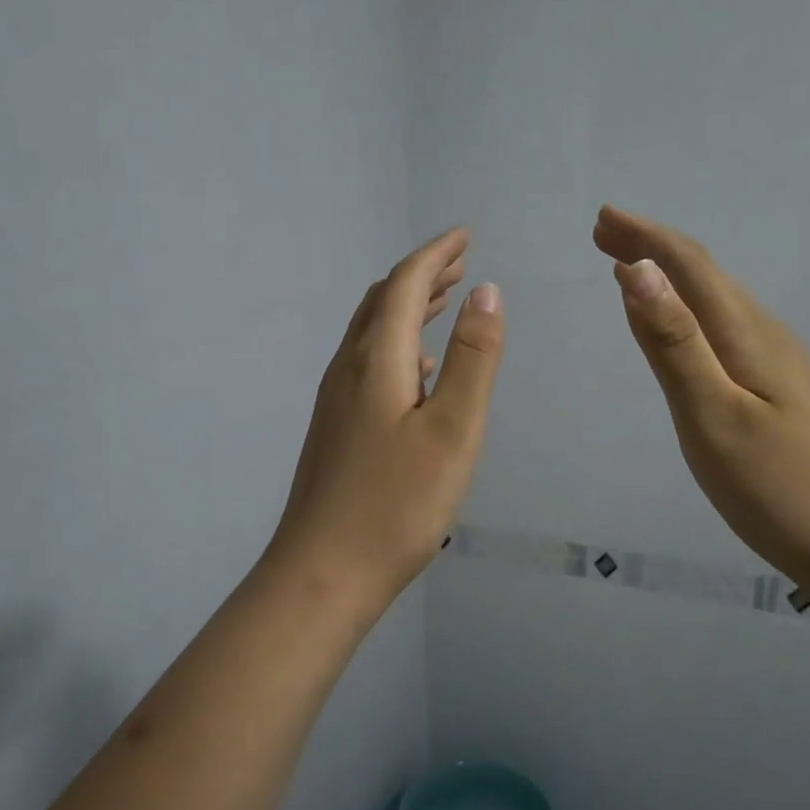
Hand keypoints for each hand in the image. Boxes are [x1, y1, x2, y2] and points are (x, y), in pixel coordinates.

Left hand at [269, 227, 504, 620]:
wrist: (323, 572)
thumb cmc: (396, 503)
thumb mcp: (452, 428)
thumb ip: (472, 358)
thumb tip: (486, 292)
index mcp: (376, 359)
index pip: (404, 284)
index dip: (436, 255)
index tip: (465, 236)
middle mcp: (347, 369)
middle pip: (381, 303)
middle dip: (421, 276)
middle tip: (459, 263)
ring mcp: (335, 401)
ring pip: (371, 334)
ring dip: (407, 308)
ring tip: (443, 301)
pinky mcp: (334, 429)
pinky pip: (366, 364)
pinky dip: (396, 345)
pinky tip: (416, 369)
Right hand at [593, 205, 809, 586]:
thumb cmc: (776, 485)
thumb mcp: (711, 415)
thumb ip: (673, 343)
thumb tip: (636, 269)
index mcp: (746, 335)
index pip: (690, 267)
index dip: (644, 238)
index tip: (601, 219)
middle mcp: (765, 336)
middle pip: (704, 275)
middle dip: (652, 247)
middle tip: (603, 234)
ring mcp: (778, 363)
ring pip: (717, 300)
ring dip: (671, 276)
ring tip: (631, 268)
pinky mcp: (779, 388)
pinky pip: (725, 327)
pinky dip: (690, 309)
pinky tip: (683, 326)